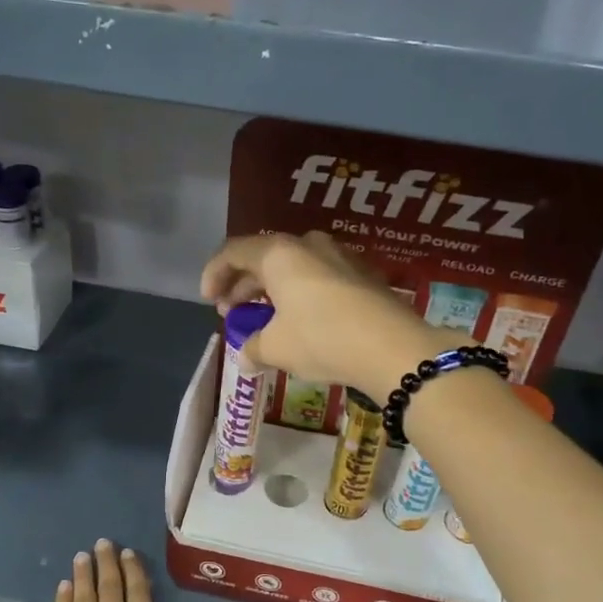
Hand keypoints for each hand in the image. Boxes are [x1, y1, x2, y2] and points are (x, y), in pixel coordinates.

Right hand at [200, 232, 449, 400]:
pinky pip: (318, 277)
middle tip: (232, 312)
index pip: (234, 252)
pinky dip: (299, 294)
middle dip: (242, 285)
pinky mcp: (362, 274)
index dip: (214, 274)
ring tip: (264, 319)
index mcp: (279, 253)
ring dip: (271, 290)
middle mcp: (308, 244)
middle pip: (263, 257)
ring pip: (293, 267)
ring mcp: (340, 256)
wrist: (393, 348)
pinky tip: (300, 321)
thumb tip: (247, 357)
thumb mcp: (277, 348)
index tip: (209, 302)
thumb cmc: (322, 339)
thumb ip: (253, 348)